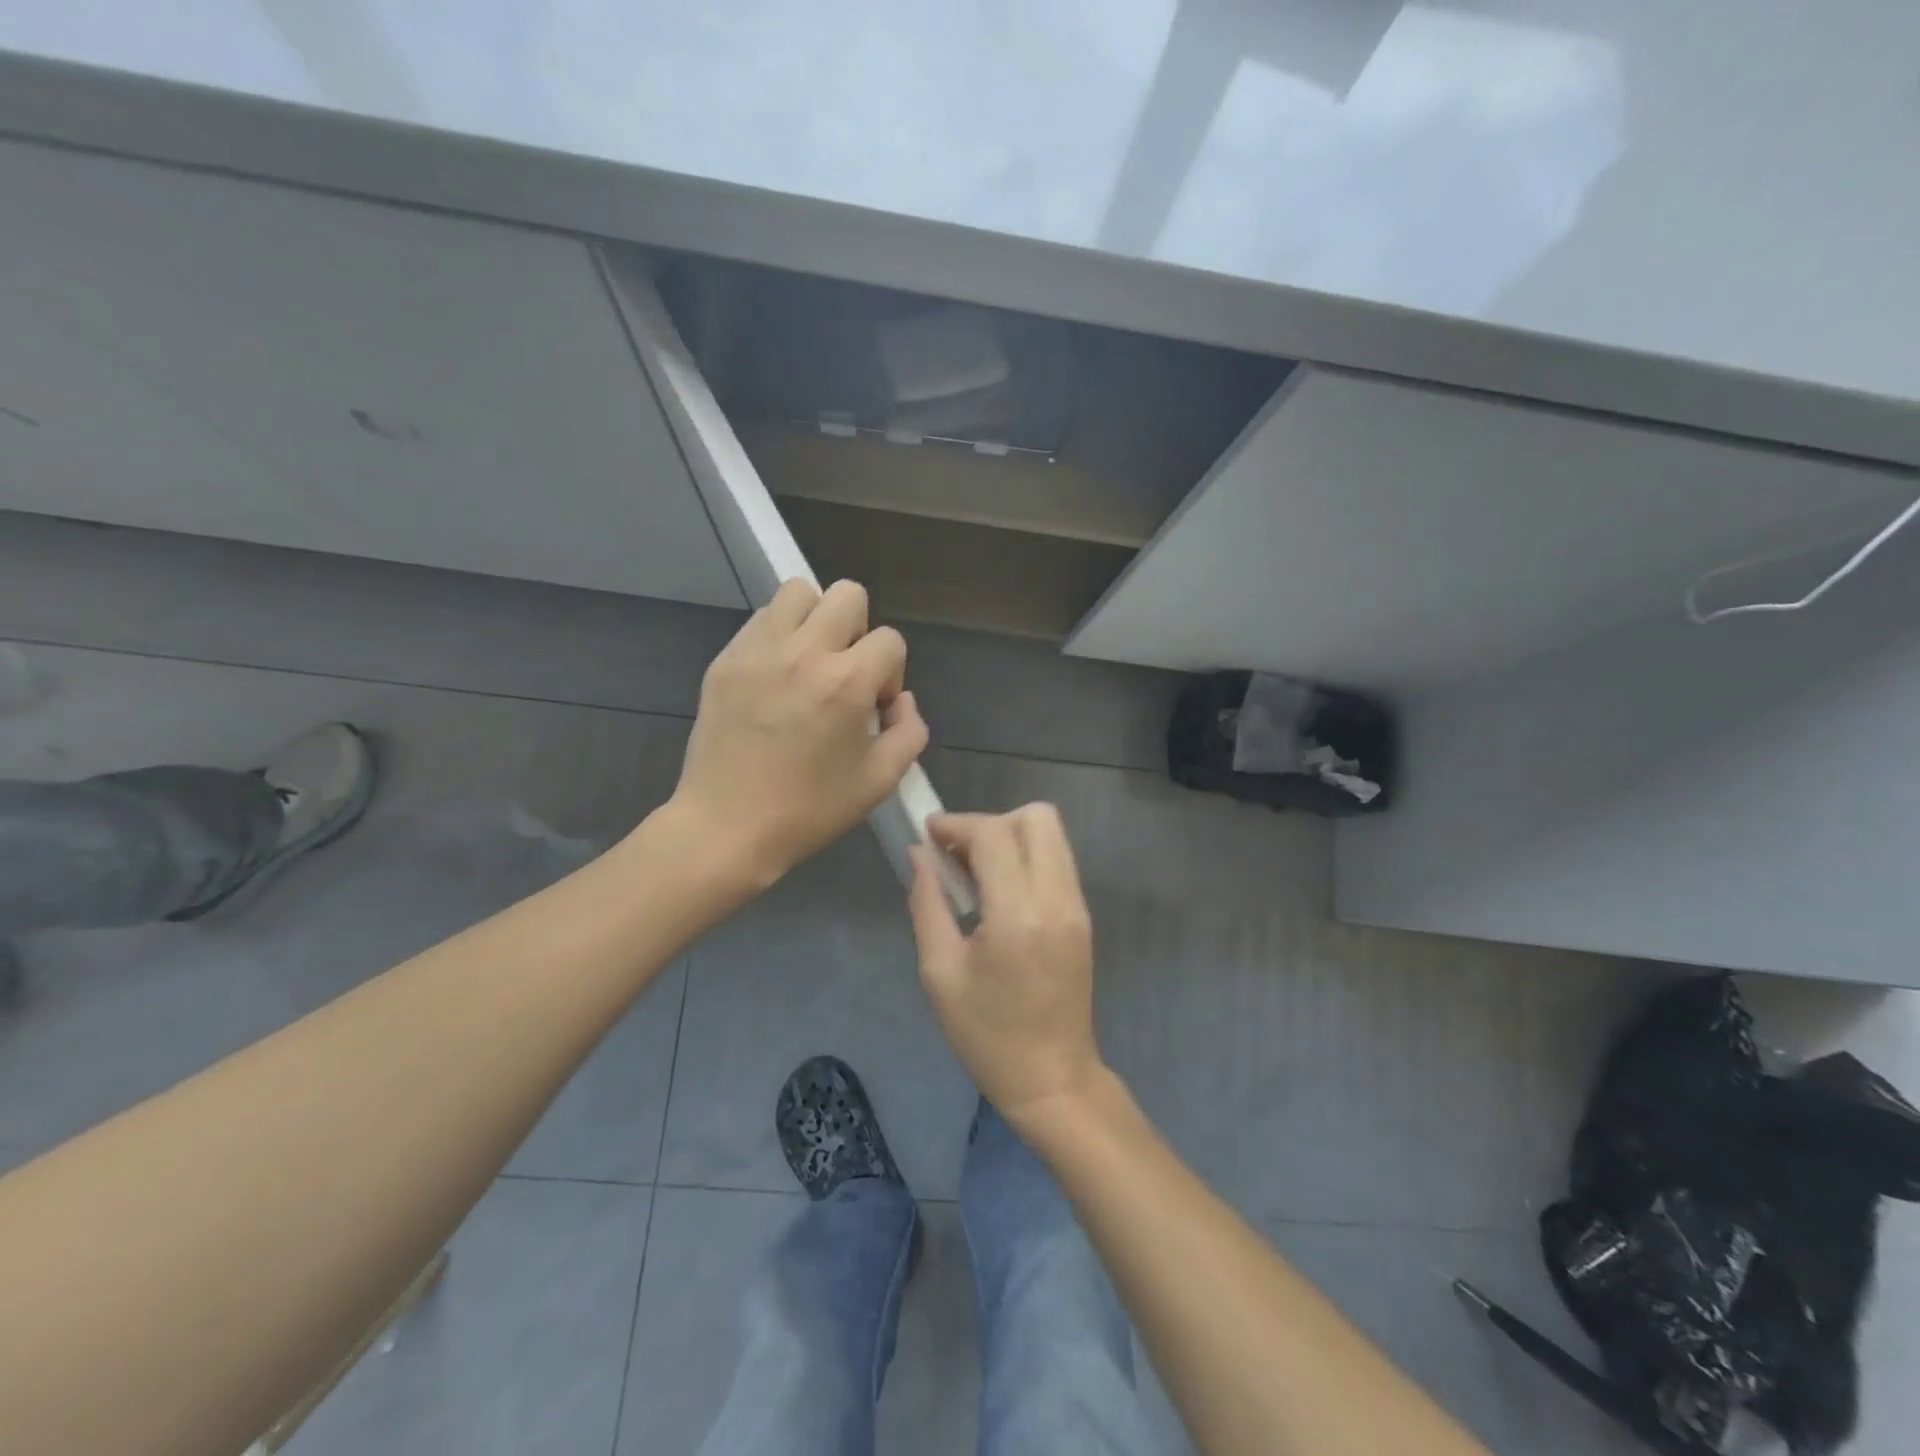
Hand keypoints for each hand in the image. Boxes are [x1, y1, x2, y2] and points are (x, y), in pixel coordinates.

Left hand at [668, 579, 928, 887]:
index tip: (873, 707)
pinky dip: (779, 636)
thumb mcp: (880, 781)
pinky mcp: (726, 659)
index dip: (891, 673)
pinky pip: (761, 620)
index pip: (890, 640)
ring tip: (809, 664)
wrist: (727, 826)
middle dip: (859, 630)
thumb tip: (902, 701)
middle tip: (845, 673)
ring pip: (799, 592)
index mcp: (847, 681)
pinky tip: (775, 678)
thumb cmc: (809, 809)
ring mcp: (759, 650)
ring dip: (816, 620)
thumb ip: (909, 732)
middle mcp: (805, 652)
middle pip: (848, 594)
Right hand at [908, 805, 1106, 1125]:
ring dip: (1010, 837)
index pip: (994, 834)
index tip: (929, 835)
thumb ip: (927, 904)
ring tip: (974, 872)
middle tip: (957, 855)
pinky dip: (1026, 857)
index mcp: (1018, 914)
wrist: (1052, 1079)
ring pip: (1052, 834)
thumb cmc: (987, 1034)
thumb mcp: (940, 972)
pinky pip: (1057, 860)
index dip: (957, 824)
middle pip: (1036, 817)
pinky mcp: (1083, 916)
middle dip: (990, 823)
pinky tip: (998, 891)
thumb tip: (920, 855)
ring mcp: (1077, 906)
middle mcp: (1057, 898)